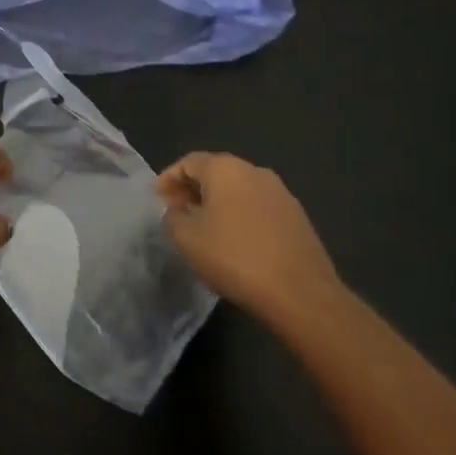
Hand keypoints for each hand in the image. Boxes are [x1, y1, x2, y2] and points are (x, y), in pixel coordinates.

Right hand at [156, 152, 345, 324]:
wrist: (299, 292)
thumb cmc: (234, 256)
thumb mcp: (185, 237)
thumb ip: (172, 217)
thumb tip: (177, 211)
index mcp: (226, 168)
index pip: (188, 162)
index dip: (168, 179)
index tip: (156, 201)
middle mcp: (255, 171)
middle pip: (215, 172)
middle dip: (191, 190)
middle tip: (175, 214)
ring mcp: (281, 193)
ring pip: (238, 190)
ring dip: (216, 204)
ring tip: (202, 229)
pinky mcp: (296, 217)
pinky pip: (257, 208)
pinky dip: (238, 216)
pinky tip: (233, 242)